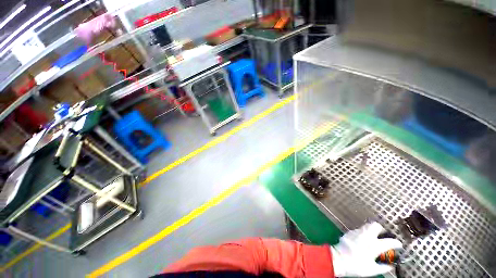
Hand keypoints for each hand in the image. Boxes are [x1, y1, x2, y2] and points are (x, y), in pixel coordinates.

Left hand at [331, 222, 402, 276]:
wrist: (339, 259)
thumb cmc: (356, 266)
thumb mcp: (373, 270)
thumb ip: (383, 267)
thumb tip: (390, 266)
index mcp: (374, 245)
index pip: (389, 241)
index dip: (396, 243)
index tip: (398, 244)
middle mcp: (366, 236)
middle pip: (376, 225)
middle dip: (382, 229)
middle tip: (383, 236)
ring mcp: (357, 232)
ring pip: (367, 226)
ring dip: (372, 230)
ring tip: (373, 239)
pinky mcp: (349, 232)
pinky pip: (359, 230)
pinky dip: (363, 233)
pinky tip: (362, 240)